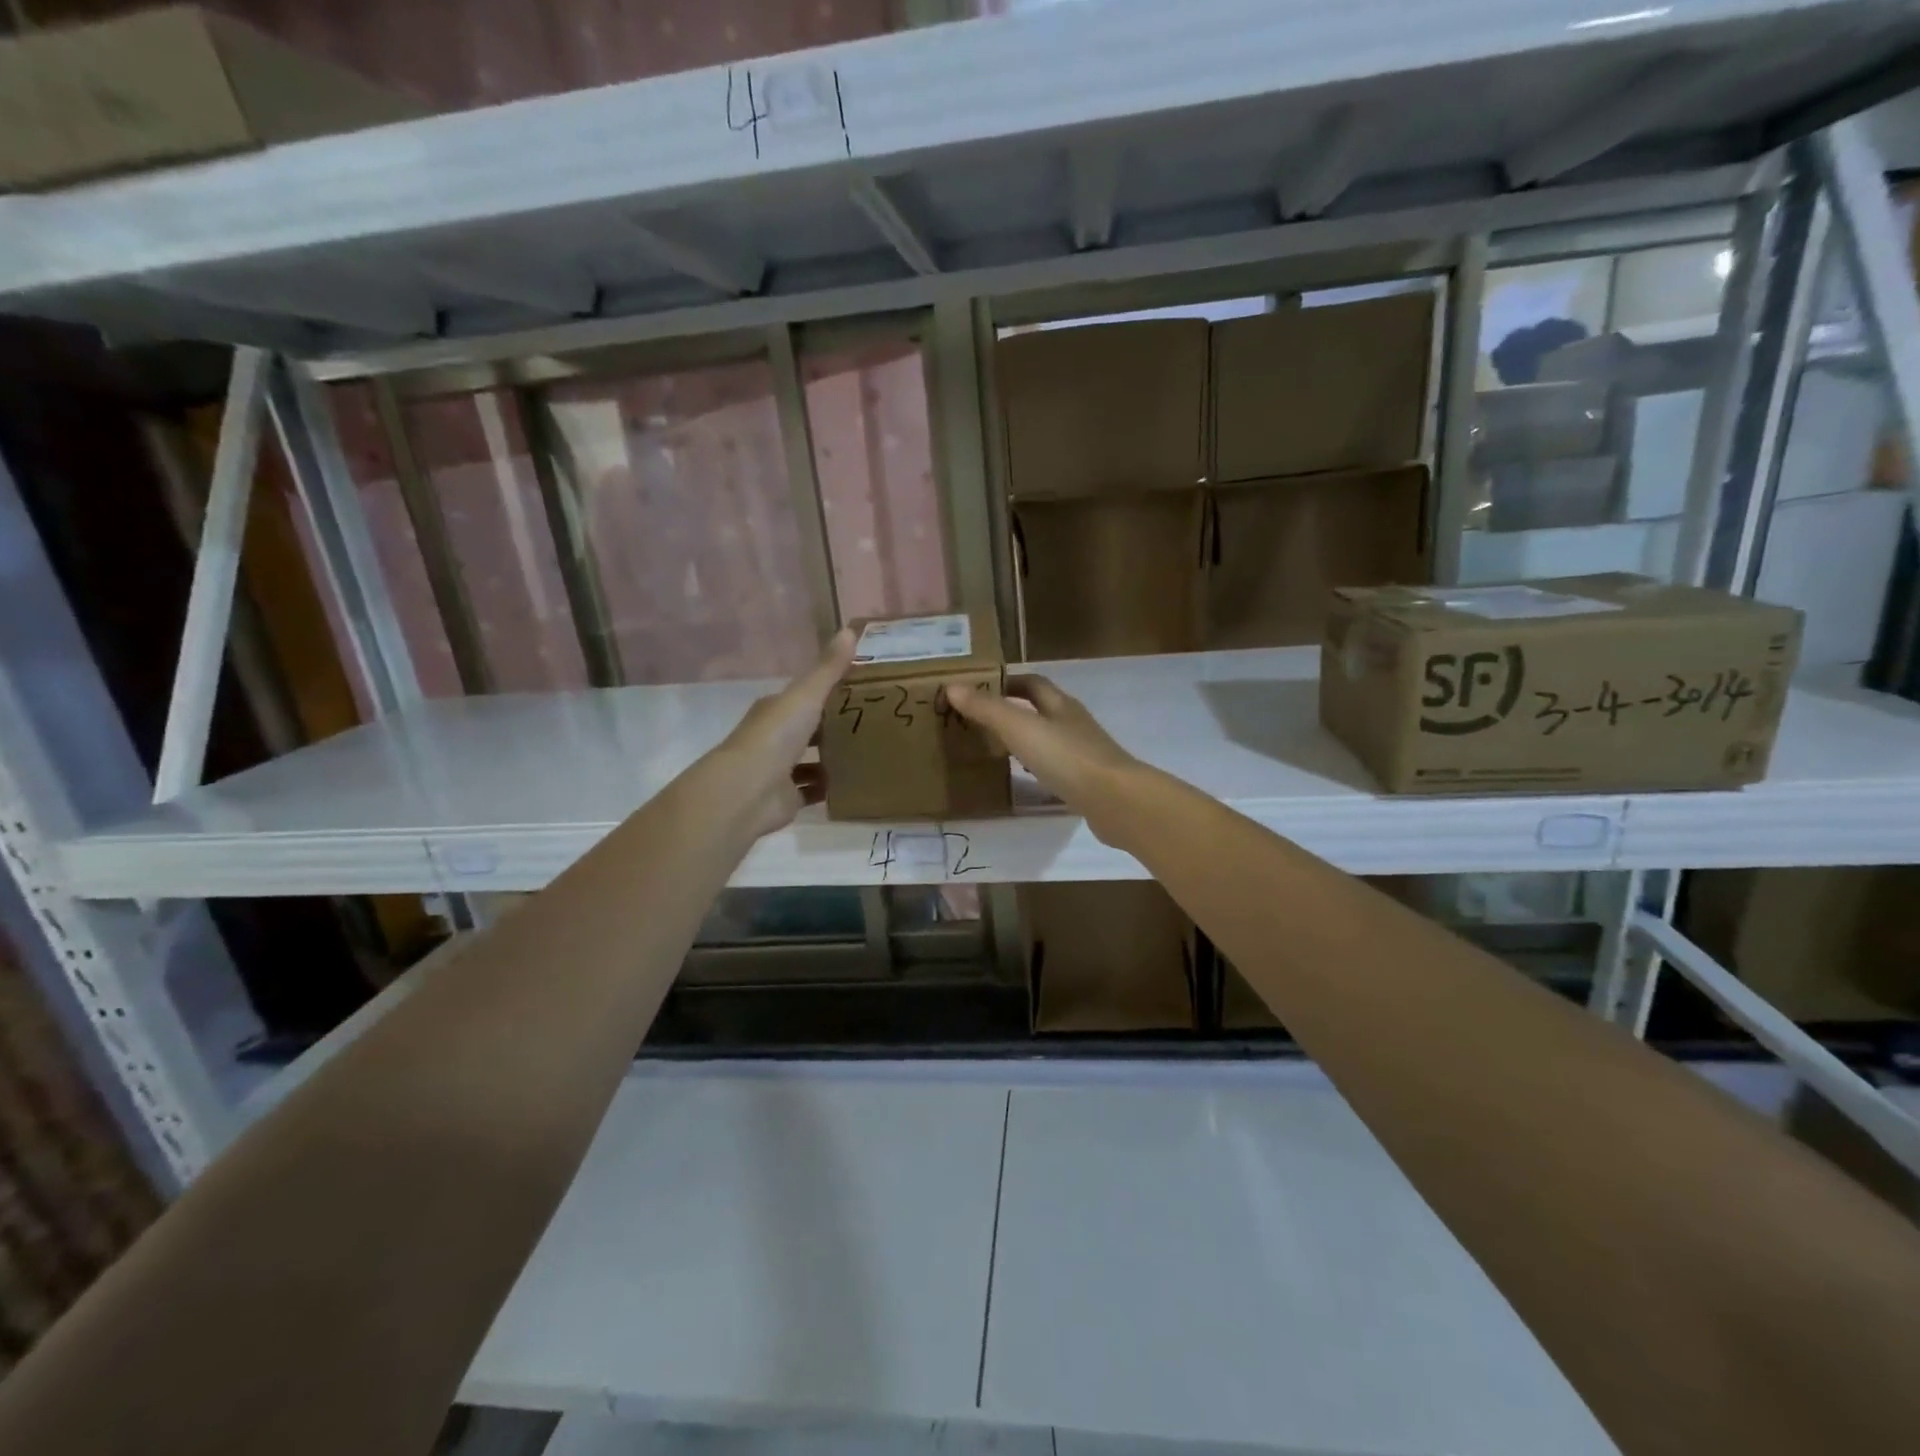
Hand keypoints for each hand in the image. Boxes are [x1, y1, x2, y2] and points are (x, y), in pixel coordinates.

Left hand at [712, 629, 855, 838]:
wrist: (748, 791)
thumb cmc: (776, 736)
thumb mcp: (806, 696)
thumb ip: (829, 669)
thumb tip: (850, 630)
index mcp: (776, 709)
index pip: (804, 696)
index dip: (829, 692)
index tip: (862, 691)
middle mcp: (775, 738)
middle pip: (808, 729)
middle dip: (834, 727)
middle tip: (874, 724)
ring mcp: (779, 770)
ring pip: (811, 761)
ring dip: (833, 759)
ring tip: (869, 754)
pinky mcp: (787, 799)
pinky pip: (813, 791)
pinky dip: (829, 788)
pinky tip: (854, 783)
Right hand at [944, 675, 1142, 838]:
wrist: (1116, 801)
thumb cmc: (1067, 758)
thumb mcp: (1021, 729)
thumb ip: (988, 709)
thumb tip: (953, 686)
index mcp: (1060, 705)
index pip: (1032, 683)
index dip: (1007, 682)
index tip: (979, 688)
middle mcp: (1073, 724)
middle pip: (1041, 709)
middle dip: (1013, 711)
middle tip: (979, 721)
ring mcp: (1083, 753)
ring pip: (1048, 739)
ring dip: (1025, 740)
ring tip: (995, 749)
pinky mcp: (1086, 782)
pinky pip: (1056, 768)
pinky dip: (1036, 768)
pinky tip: (1024, 779)